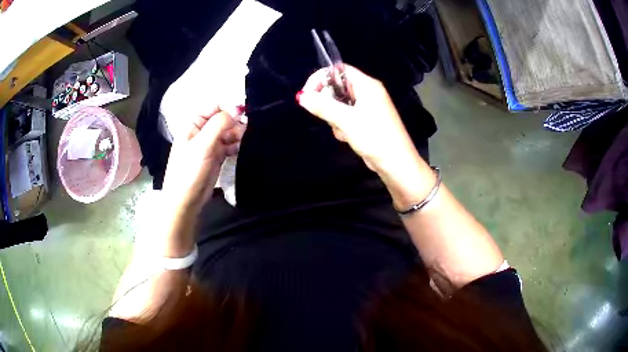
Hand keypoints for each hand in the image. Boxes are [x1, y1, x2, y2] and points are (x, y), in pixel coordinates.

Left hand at [162, 106, 245, 212]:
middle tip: (245, 130)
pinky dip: (236, 145)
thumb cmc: (189, 171)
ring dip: (237, 134)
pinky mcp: (217, 157)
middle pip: (223, 119)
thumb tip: (237, 109)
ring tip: (244, 140)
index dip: (228, 107)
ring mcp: (209, 145)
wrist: (185, 201)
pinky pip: (229, 145)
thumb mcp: (202, 145)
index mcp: (193, 124)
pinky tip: (241, 148)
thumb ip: (219, 124)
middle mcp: (202, 132)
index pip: (214, 107)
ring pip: (228, 132)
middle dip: (235, 122)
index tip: (243, 113)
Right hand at [297, 65, 422, 176]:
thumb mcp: (346, 120)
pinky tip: (348, 137)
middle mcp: (368, 93)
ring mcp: (368, 107)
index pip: (339, 70)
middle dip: (329, 103)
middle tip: (328, 117)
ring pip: (340, 104)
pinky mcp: (367, 121)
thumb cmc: (374, 137)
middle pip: (338, 87)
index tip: (308, 94)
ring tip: (344, 131)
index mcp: (367, 85)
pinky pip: (347, 117)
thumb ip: (323, 106)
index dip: (321, 78)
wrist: (396, 164)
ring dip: (335, 118)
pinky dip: (343, 126)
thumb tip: (301, 96)